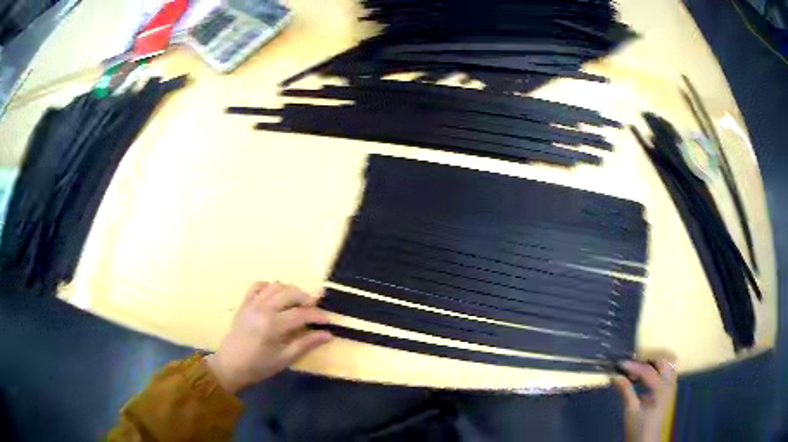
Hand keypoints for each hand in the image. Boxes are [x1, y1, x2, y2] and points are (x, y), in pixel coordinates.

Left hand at [204, 282, 332, 393]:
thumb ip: (306, 344)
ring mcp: (252, 302)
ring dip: (291, 291)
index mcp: (273, 324)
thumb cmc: (259, 366)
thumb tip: (328, 334)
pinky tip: (277, 297)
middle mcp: (263, 308)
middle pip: (290, 292)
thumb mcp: (285, 358)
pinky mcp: (245, 302)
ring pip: (276, 285)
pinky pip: (259, 285)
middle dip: (307, 297)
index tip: (329, 320)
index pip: (302, 313)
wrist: (230, 365)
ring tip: (299, 302)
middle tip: (316, 307)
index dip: (318, 315)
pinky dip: (271, 287)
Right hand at [612, 353, 677, 441]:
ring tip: (638, 373)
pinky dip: (657, 372)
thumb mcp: (630, 410)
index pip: (647, 370)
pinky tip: (646, 380)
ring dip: (653, 365)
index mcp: (661, 388)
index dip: (633, 366)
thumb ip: (625, 390)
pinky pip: (667, 374)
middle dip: (646, 362)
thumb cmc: (638, 427)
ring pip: (666, 366)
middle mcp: (669, 384)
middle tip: (630, 369)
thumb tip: (615, 376)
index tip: (619, 364)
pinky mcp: (669, 392)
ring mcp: (671, 387)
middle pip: (661, 363)